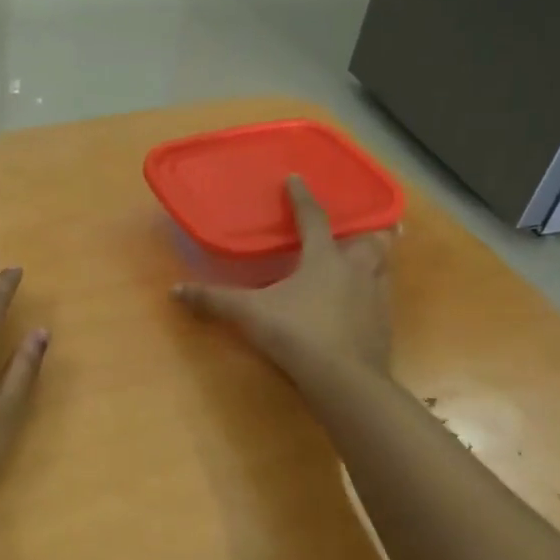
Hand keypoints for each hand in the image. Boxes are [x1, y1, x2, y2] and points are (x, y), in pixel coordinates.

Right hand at [172, 175, 394, 389]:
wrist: (346, 380)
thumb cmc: (297, 334)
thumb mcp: (249, 315)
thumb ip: (214, 301)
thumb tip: (175, 290)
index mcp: (324, 259)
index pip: (314, 219)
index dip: (302, 198)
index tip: (296, 179)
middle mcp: (356, 271)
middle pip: (370, 241)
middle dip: (369, 229)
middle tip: (364, 226)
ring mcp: (375, 299)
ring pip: (382, 269)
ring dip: (376, 261)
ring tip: (367, 262)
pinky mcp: (384, 327)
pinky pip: (382, 301)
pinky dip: (373, 296)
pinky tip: (362, 307)